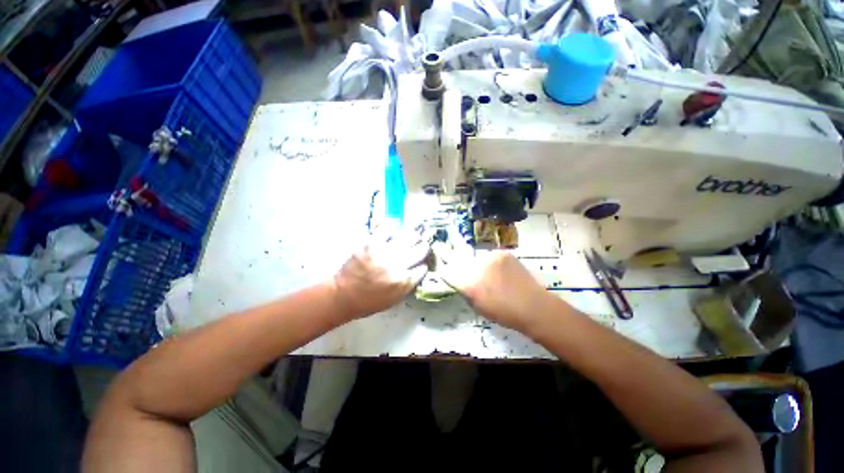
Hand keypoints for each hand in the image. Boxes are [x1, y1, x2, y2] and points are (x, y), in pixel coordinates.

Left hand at [332, 233, 428, 319]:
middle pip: (420, 250)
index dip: (423, 264)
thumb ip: (408, 284)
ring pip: (408, 237)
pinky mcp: (370, 244)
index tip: (422, 262)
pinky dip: (391, 227)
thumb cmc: (369, 302)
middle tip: (421, 245)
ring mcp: (384, 253)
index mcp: (404, 281)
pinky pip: (386, 229)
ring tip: (412, 235)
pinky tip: (394, 227)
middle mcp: (397, 266)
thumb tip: (418, 269)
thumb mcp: (395, 299)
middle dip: (423, 247)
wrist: (343, 295)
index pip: (422, 267)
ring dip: (412, 237)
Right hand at [437, 248, 552, 331]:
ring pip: (475, 257)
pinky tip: (499, 270)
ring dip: (476, 263)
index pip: (446, 271)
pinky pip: (489, 256)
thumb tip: (458, 279)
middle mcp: (475, 266)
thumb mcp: (477, 306)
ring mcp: (489, 256)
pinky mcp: (501, 252)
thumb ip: (464, 290)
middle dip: (451, 258)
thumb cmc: (503, 313)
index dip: (443, 269)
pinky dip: (490, 262)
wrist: (533, 305)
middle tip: (448, 255)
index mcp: (468, 283)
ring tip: (487, 272)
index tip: (443, 268)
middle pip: (457, 258)